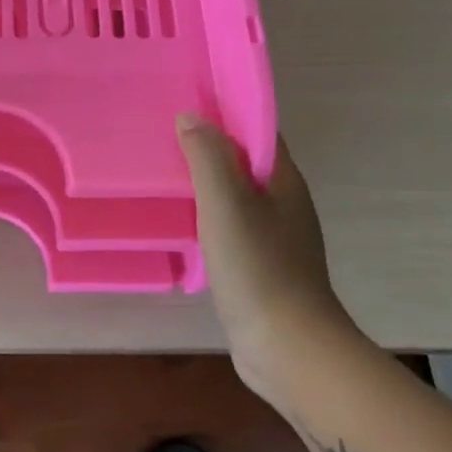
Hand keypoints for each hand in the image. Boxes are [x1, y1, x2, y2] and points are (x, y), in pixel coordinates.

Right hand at [176, 115, 362, 390]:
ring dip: (206, 183)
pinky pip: (231, 226)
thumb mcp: (225, 204)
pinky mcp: (261, 266)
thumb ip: (208, 157)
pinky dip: (207, 216)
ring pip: (236, 196)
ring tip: (164, 174)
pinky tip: (181, 223)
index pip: (257, 132)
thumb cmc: (258, 267)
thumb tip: (191, 117)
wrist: (288, 347)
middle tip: (164, 137)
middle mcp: (284, 204)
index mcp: (283, 181)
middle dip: (209, 147)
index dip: (225, 114)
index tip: (186, 104)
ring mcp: (275, 238)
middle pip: (245, 162)